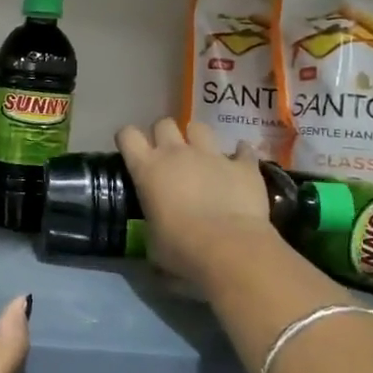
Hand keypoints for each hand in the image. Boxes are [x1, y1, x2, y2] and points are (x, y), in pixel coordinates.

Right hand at [117, 119, 275, 288]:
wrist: (230, 249)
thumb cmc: (180, 249)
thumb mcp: (152, 241)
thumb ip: (152, 225)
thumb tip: (157, 233)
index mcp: (147, 168)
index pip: (127, 135)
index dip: (128, 139)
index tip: (132, 151)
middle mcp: (176, 153)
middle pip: (164, 124)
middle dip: (164, 134)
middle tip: (169, 155)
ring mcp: (212, 155)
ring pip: (200, 128)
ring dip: (198, 139)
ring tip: (203, 155)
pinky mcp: (244, 165)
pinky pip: (243, 150)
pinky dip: (240, 155)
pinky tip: (240, 164)